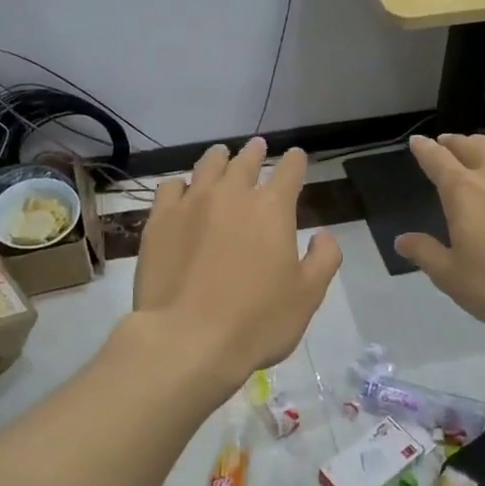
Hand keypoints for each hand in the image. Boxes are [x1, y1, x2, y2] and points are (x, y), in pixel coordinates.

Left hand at [131, 138, 341, 389]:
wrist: (187, 339)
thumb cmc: (256, 321)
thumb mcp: (307, 296)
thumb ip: (323, 260)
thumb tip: (325, 235)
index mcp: (272, 209)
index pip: (289, 172)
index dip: (295, 162)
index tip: (296, 157)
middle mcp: (231, 196)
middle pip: (245, 162)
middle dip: (255, 153)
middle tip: (257, 146)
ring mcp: (191, 205)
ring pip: (207, 167)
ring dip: (218, 158)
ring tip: (221, 154)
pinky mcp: (159, 221)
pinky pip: (169, 188)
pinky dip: (180, 184)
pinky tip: (181, 189)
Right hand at [396, 133, 484, 328]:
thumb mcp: (454, 278)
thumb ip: (426, 254)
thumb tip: (402, 240)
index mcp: (463, 191)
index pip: (437, 160)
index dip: (424, 150)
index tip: (417, 142)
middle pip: (470, 145)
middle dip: (454, 142)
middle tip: (446, 143)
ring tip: (480, 147)